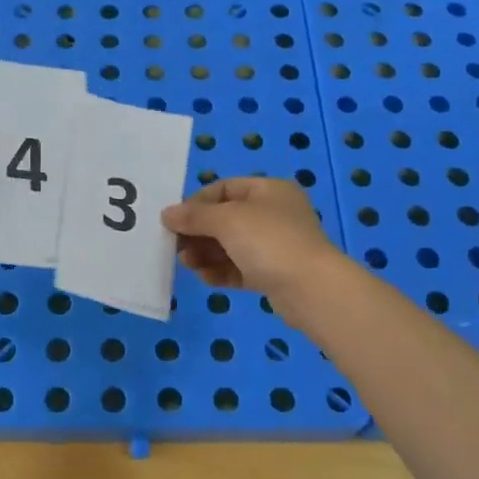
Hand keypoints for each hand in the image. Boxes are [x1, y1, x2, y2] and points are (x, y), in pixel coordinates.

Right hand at [161, 177, 345, 321]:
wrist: (311, 289)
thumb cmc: (269, 241)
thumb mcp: (227, 220)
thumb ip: (194, 216)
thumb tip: (167, 213)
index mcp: (268, 191)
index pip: (224, 189)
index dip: (196, 203)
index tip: (174, 220)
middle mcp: (273, 214)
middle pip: (225, 219)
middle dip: (198, 232)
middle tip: (176, 246)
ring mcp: (275, 246)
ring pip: (231, 246)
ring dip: (205, 253)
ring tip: (187, 264)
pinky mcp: (273, 274)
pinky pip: (240, 268)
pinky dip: (221, 271)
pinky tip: (205, 278)